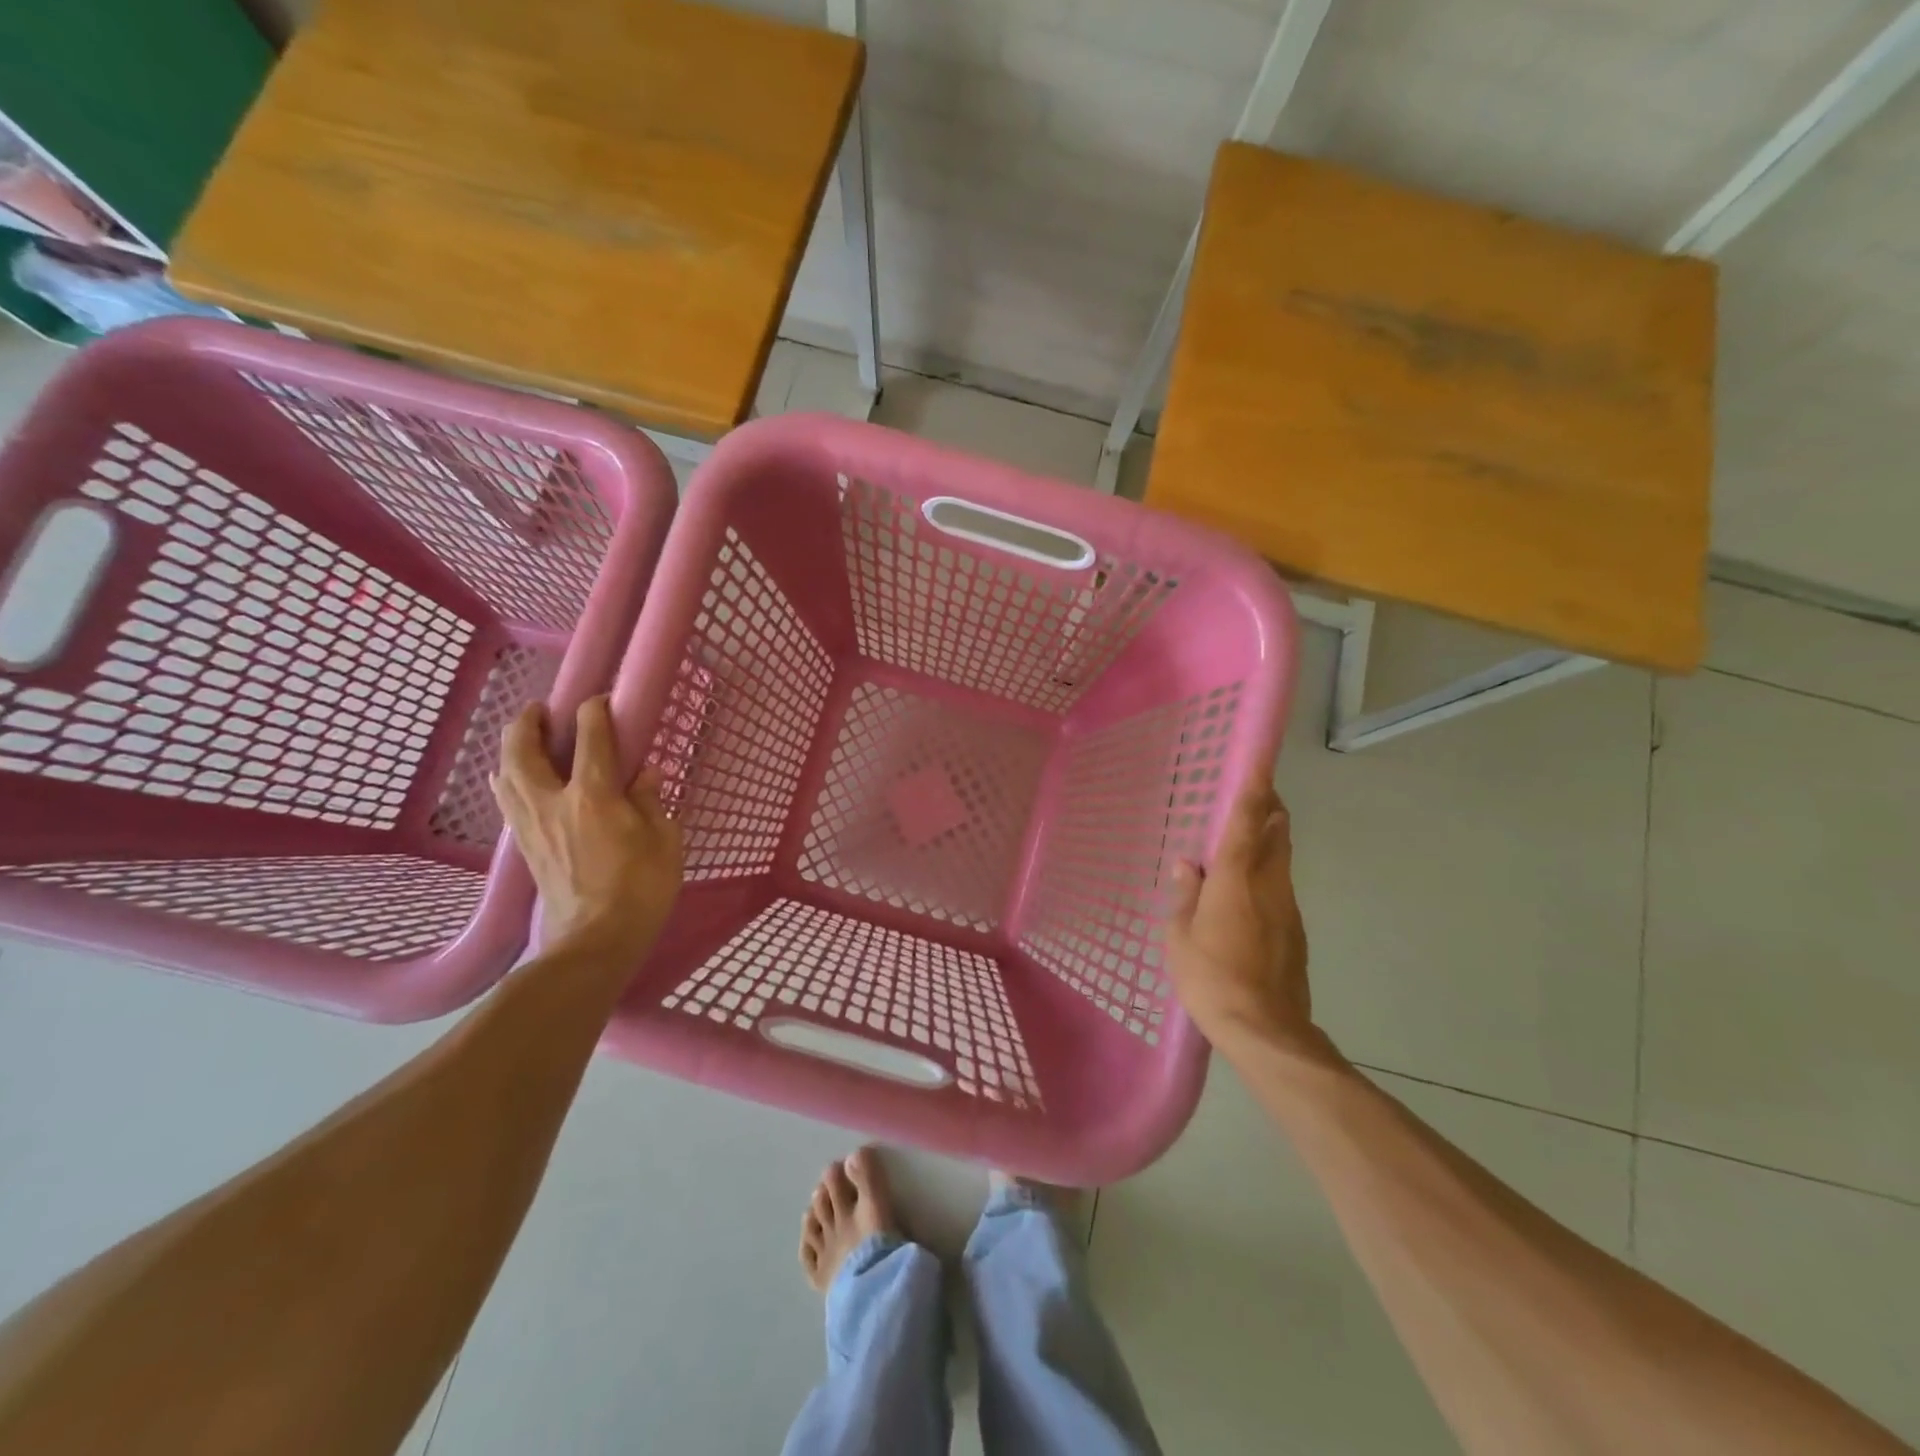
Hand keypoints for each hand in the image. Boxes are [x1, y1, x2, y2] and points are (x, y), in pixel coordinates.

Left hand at [491, 695, 683, 956]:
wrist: (596, 940)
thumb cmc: (641, 888)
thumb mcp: (664, 840)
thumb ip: (652, 801)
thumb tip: (644, 775)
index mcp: (593, 796)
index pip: (590, 738)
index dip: (594, 712)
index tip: (601, 702)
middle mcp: (553, 802)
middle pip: (522, 749)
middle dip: (528, 722)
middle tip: (541, 710)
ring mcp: (532, 825)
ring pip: (505, 773)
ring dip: (512, 749)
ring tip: (526, 740)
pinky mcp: (524, 846)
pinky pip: (507, 799)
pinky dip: (509, 778)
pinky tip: (518, 779)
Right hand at [1167, 770, 1331, 1063]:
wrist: (1265, 1030)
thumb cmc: (1211, 978)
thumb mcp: (1180, 937)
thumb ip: (1186, 895)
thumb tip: (1188, 865)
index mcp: (1237, 879)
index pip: (1248, 821)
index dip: (1254, 788)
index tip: (1260, 760)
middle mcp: (1270, 884)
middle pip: (1278, 833)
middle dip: (1270, 807)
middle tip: (1254, 793)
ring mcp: (1288, 908)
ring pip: (1283, 860)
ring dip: (1270, 840)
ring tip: (1245, 838)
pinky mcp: (1296, 932)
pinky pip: (1280, 888)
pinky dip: (1267, 874)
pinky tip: (1246, 893)